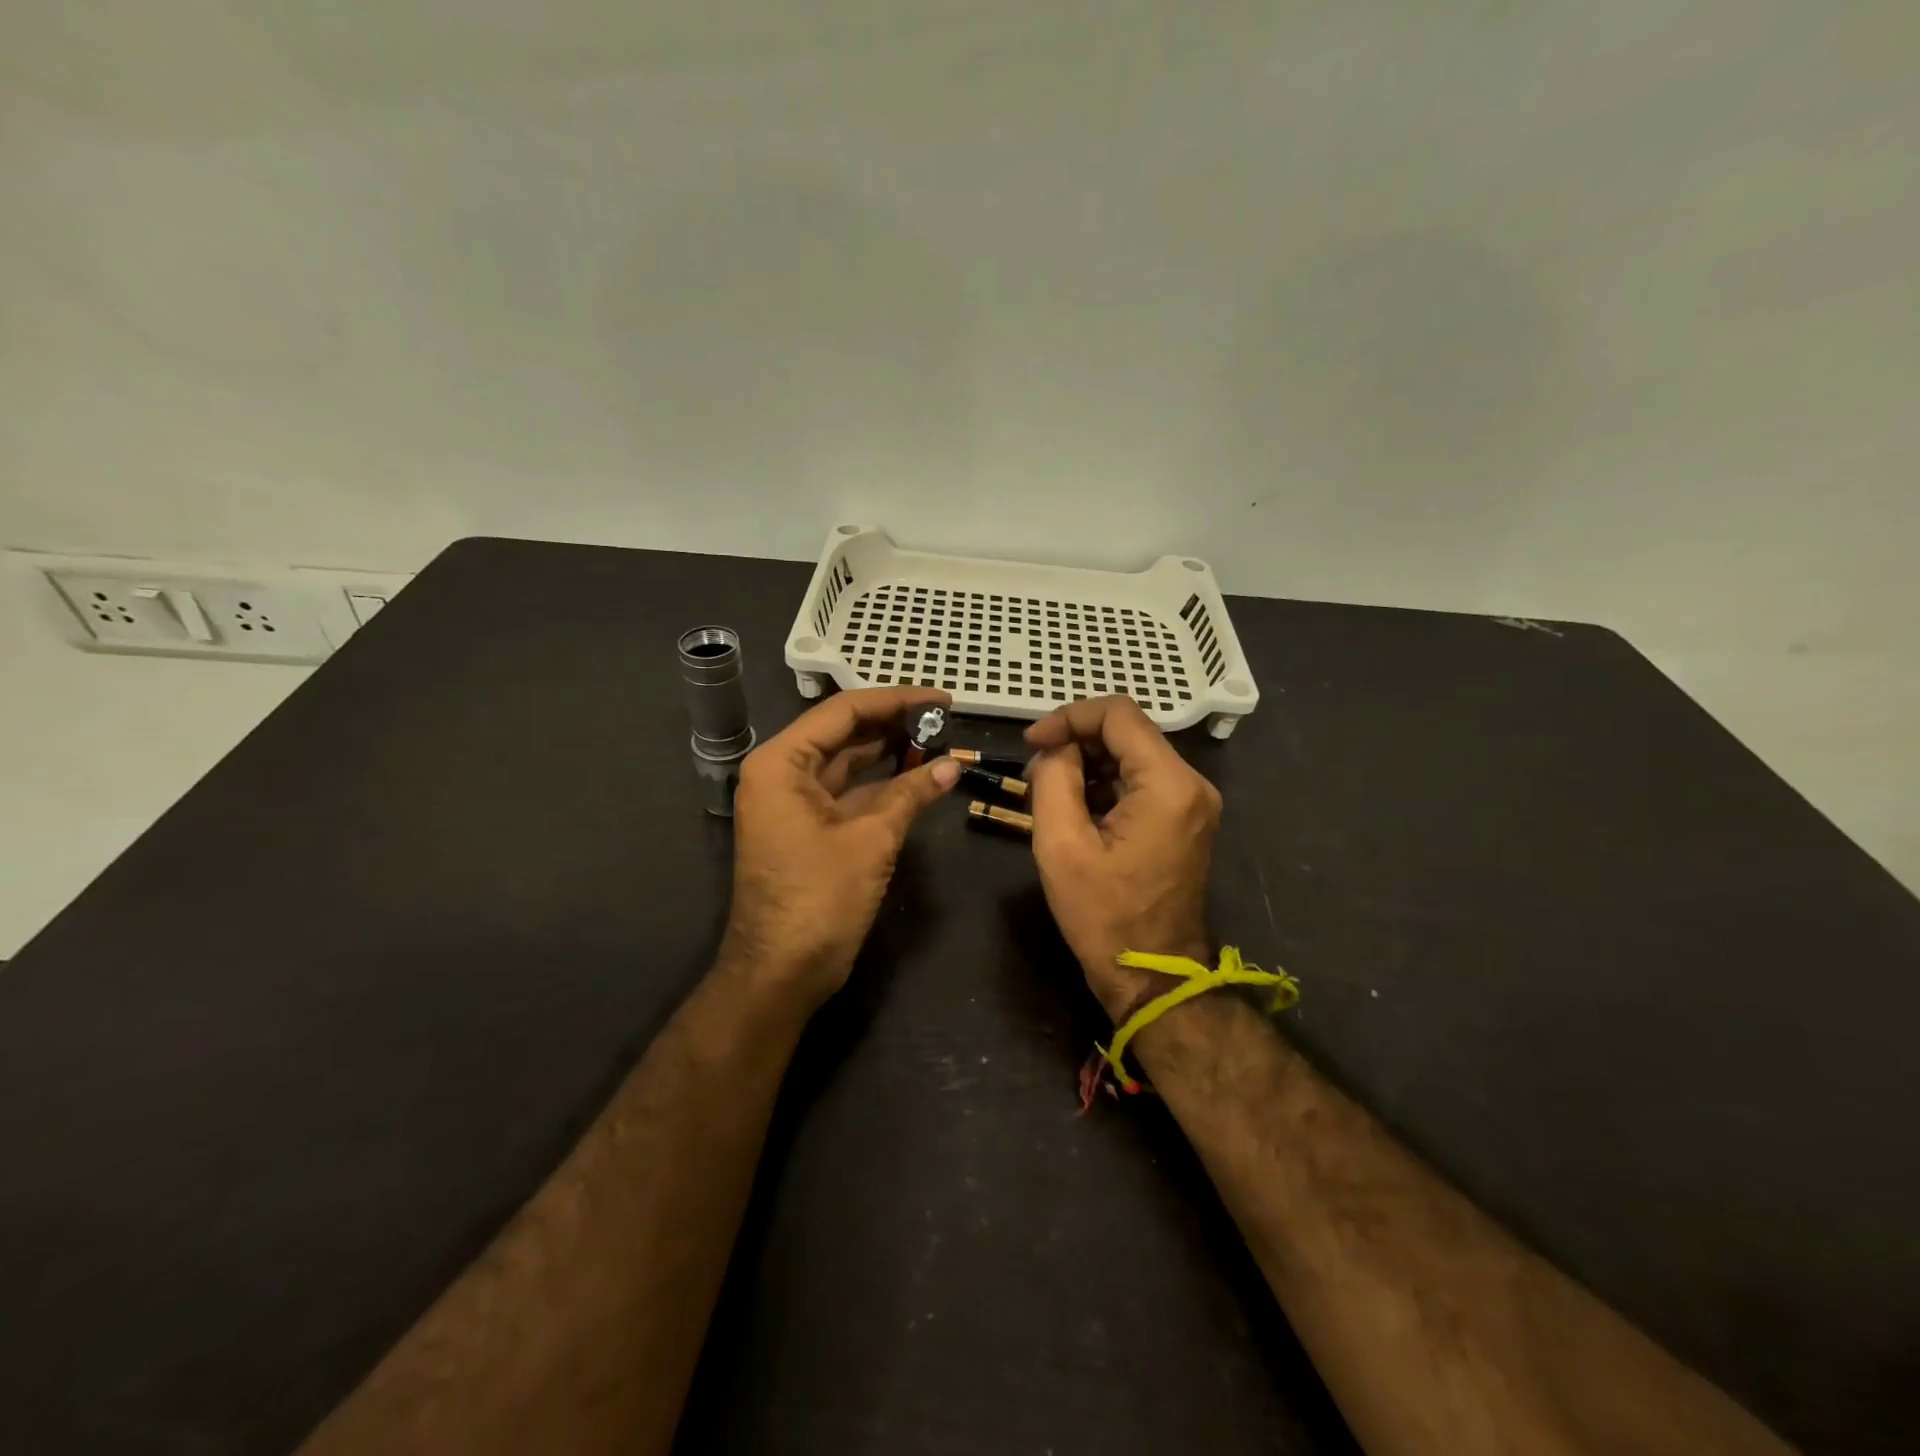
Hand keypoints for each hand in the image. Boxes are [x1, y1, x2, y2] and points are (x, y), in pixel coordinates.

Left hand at [723, 687, 960, 1007]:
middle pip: (844, 733)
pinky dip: (882, 785)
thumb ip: (911, 794)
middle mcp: (782, 773)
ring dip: (891, 753)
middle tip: (944, 718)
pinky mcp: (808, 827)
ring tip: (938, 740)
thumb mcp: (871, 840)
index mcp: (781, 763)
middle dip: (894, 724)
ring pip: (848, 762)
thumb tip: (953, 765)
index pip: (843, 711)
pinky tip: (919, 777)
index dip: (896, 700)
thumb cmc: (819, 899)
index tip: (941, 699)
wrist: (781, 973)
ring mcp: (793, 802)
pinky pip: (848, 792)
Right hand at [1025, 697, 1223, 1019]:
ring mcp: (1192, 802)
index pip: (1118, 714)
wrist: (1153, 977)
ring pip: (1131, 755)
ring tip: (1047, 793)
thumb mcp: (1061, 845)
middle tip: (1033, 773)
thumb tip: (1057, 749)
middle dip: (1075, 741)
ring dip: (1086, 763)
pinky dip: (1104, 783)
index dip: (1068, 717)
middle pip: (1127, 731)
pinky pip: (1140, 781)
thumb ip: (1054, 779)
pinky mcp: (1184, 819)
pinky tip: (1074, 808)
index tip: (1031, 742)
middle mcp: (1191, 784)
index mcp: (1169, 785)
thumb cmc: (1104, 916)